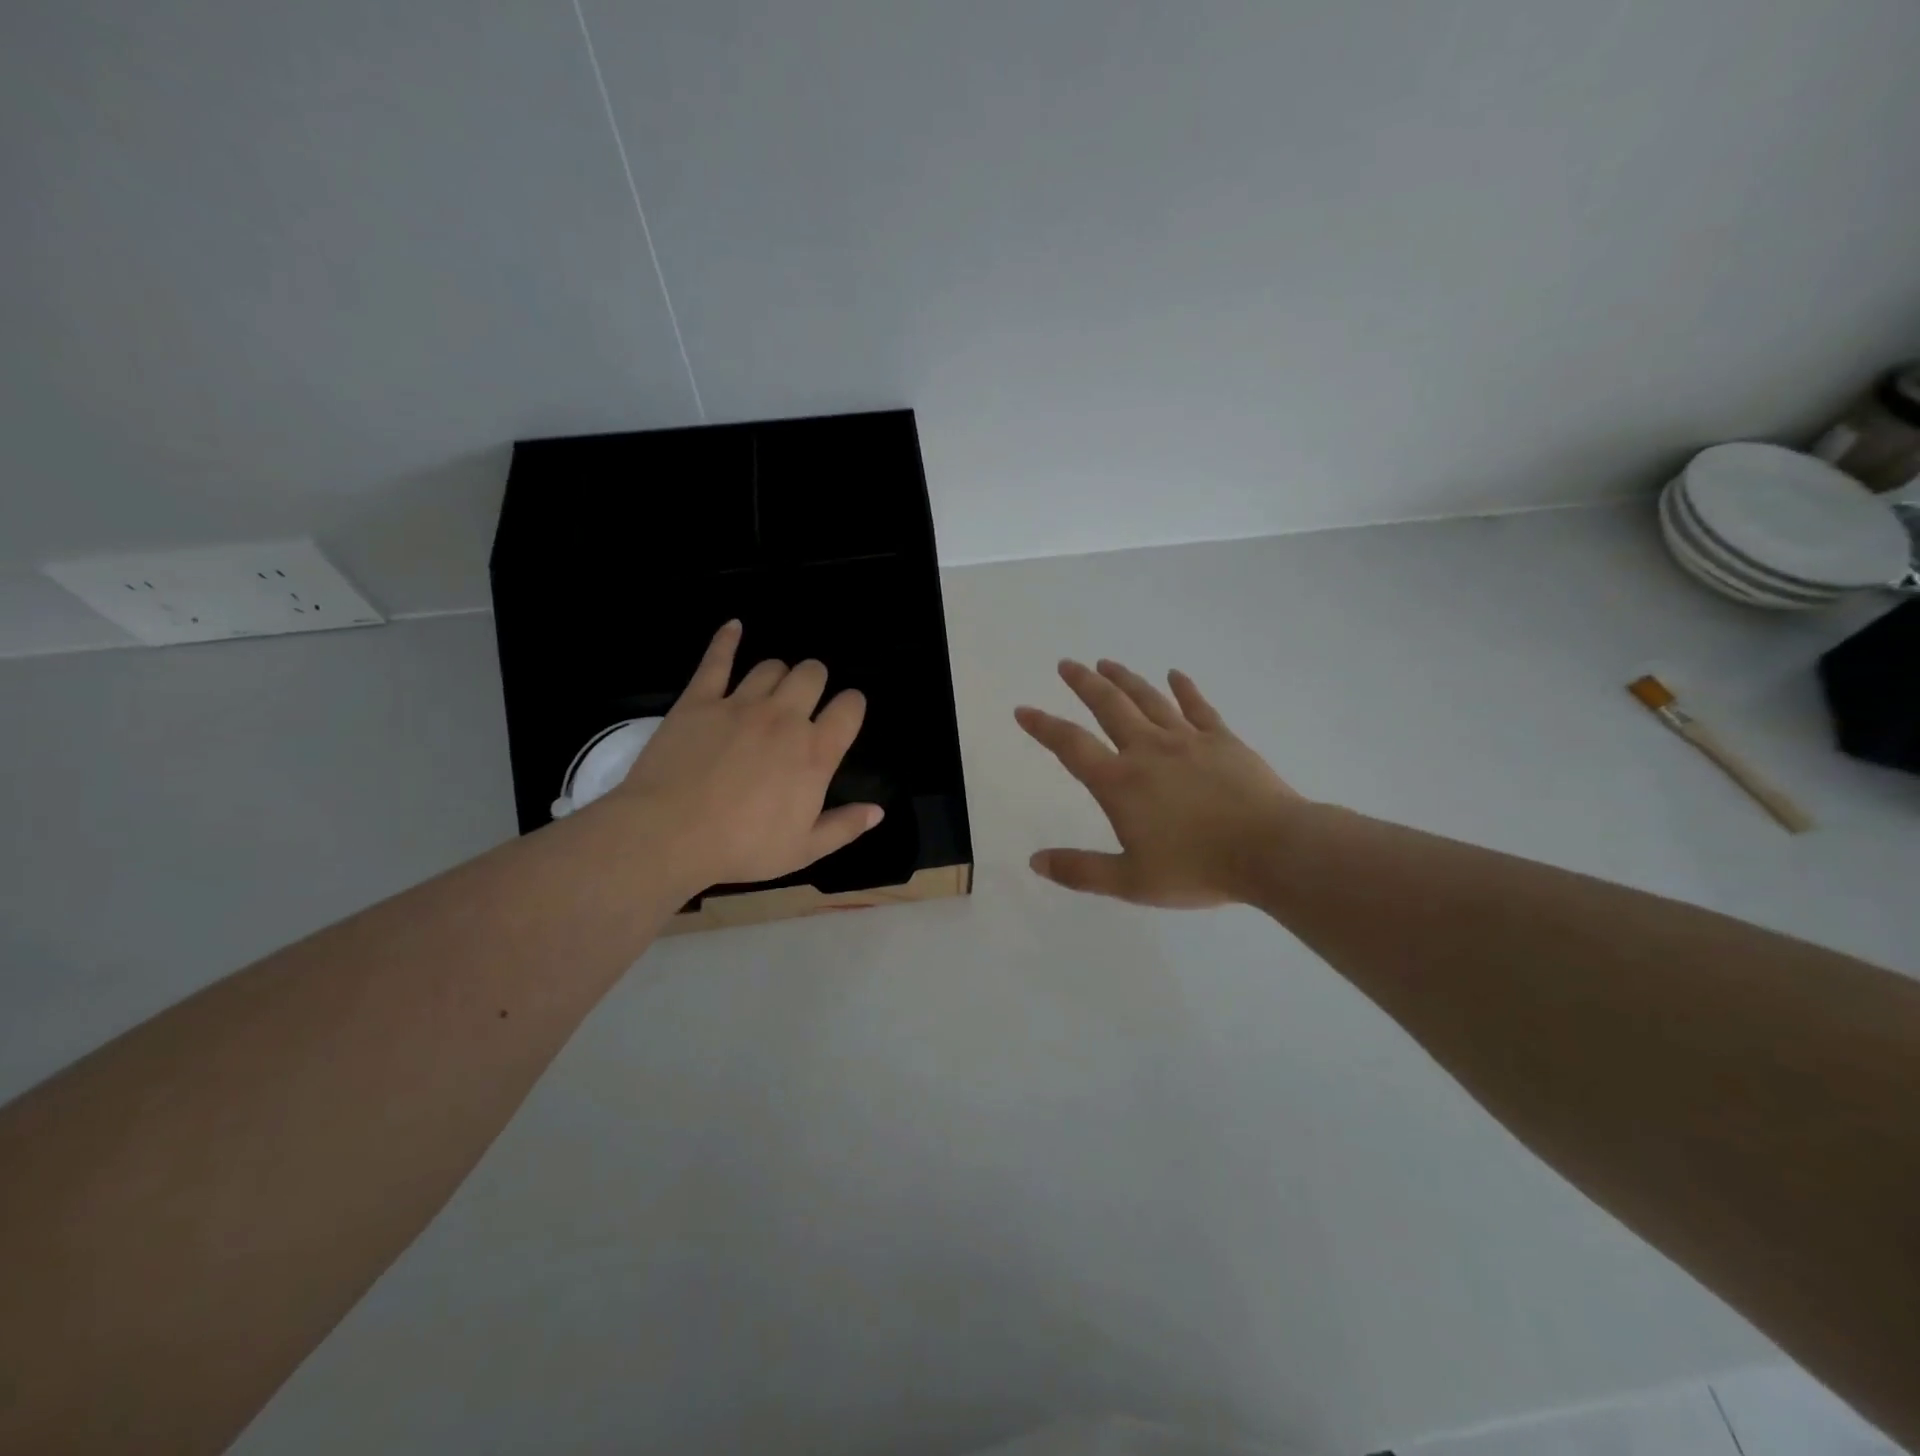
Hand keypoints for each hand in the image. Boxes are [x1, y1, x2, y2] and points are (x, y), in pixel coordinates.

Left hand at [606, 621, 881, 892]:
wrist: (670, 834)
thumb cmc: (743, 846)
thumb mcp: (804, 849)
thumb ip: (844, 826)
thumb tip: (877, 811)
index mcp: (815, 752)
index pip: (849, 707)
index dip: (852, 705)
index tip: (844, 714)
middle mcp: (784, 718)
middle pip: (812, 674)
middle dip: (817, 681)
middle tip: (806, 701)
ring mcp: (740, 704)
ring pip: (771, 667)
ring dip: (779, 674)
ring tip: (774, 688)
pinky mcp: (700, 700)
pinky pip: (717, 660)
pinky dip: (727, 640)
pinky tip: (734, 627)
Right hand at [1015, 659, 1300, 906]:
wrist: (1271, 850)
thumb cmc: (1197, 868)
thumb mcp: (1130, 881)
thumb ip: (1080, 870)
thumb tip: (1035, 861)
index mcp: (1120, 783)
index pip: (1071, 746)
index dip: (1043, 726)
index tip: (1023, 709)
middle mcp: (1148, 750)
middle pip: (1109, 707)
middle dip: (1084, 684)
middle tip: (1068, 664)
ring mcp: (1188, 740)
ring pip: (1149, 699)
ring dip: (1125, 679)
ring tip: (1106, 663)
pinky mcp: (1223, 740)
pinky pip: (1199, 707)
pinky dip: (1185, 689)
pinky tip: (1176, 675)